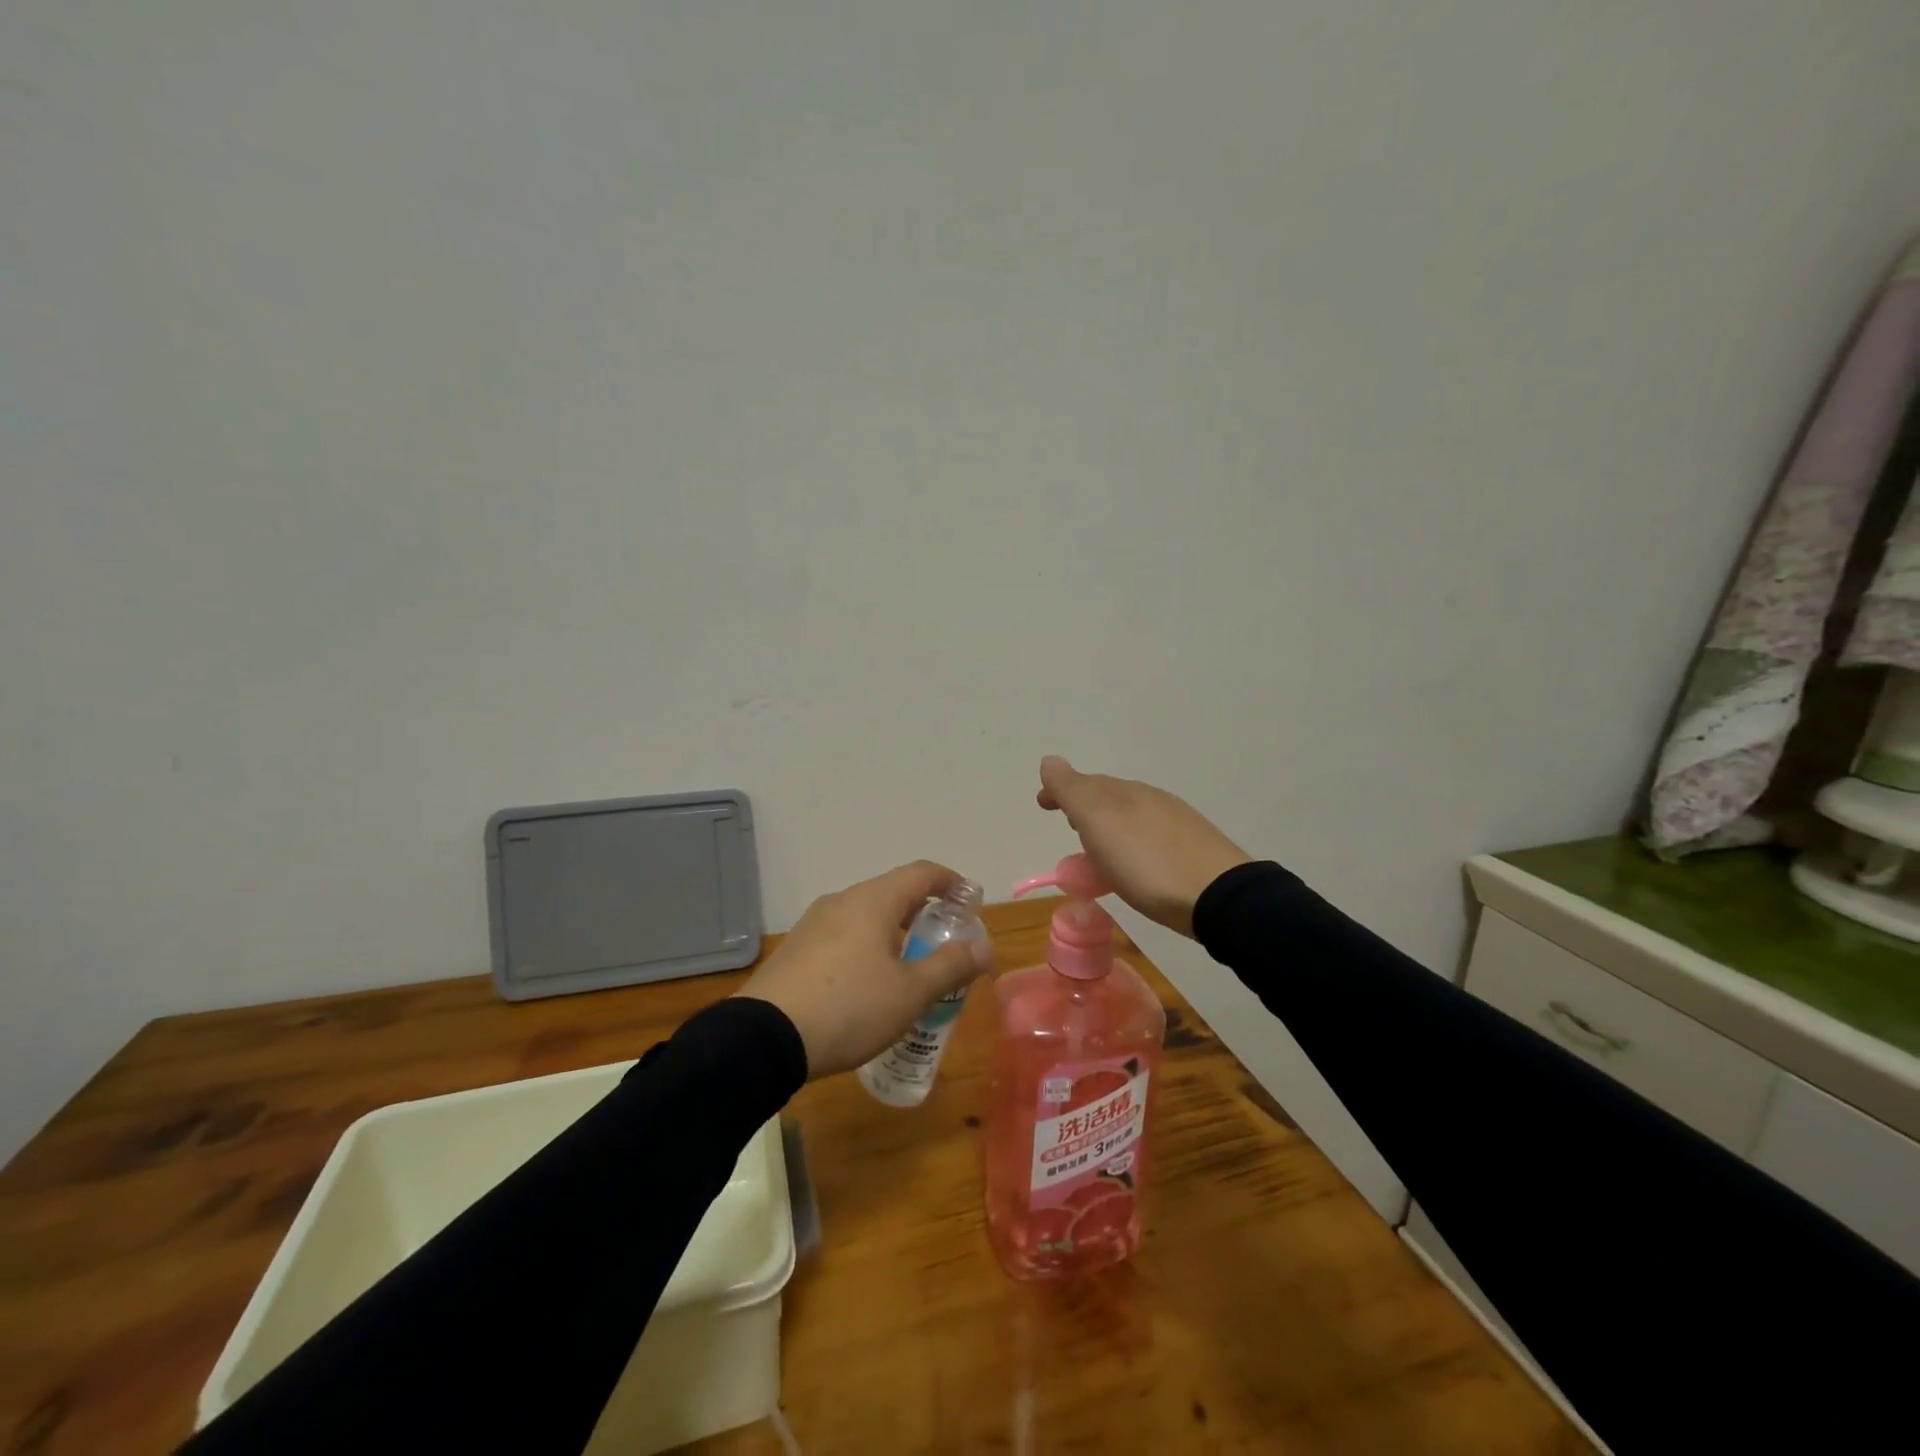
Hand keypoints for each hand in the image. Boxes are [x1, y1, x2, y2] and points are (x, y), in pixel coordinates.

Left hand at [734, 860, 993, 1078]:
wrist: (764, 1038)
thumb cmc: (850, 1008)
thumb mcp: (910, 993)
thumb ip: (951, 966)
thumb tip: (984, 947)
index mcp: (874, 900)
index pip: (922, 872)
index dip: (951, 882)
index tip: (969, 901)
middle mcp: (843, 900)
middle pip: (893, 892)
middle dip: (924, 911)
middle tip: (944, 940)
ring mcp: (814, 923)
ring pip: (866, 914)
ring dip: (894, 931)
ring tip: (909, 966)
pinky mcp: (796, 948)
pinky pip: (843, 934)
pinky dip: (867, 945)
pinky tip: (868, 983)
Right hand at [1036, 755, 1251, 936]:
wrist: (1219, 897)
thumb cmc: (1147, 862)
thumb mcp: (1099, 823)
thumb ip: (1072, 791)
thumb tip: (1049, 760)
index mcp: (1125, 792)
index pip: (1084, 782)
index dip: (1060, 790)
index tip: (1042, 804)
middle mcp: (1151, 799)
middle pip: (1109, 797)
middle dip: (1085, 808)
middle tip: (1070, 827)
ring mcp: (1176, 823)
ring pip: (1131, 817)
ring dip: (1109, 828)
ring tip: (1097, 853)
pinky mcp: (1193, 850)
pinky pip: (1149, 838)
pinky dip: (1131, 844)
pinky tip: (1135, 867)